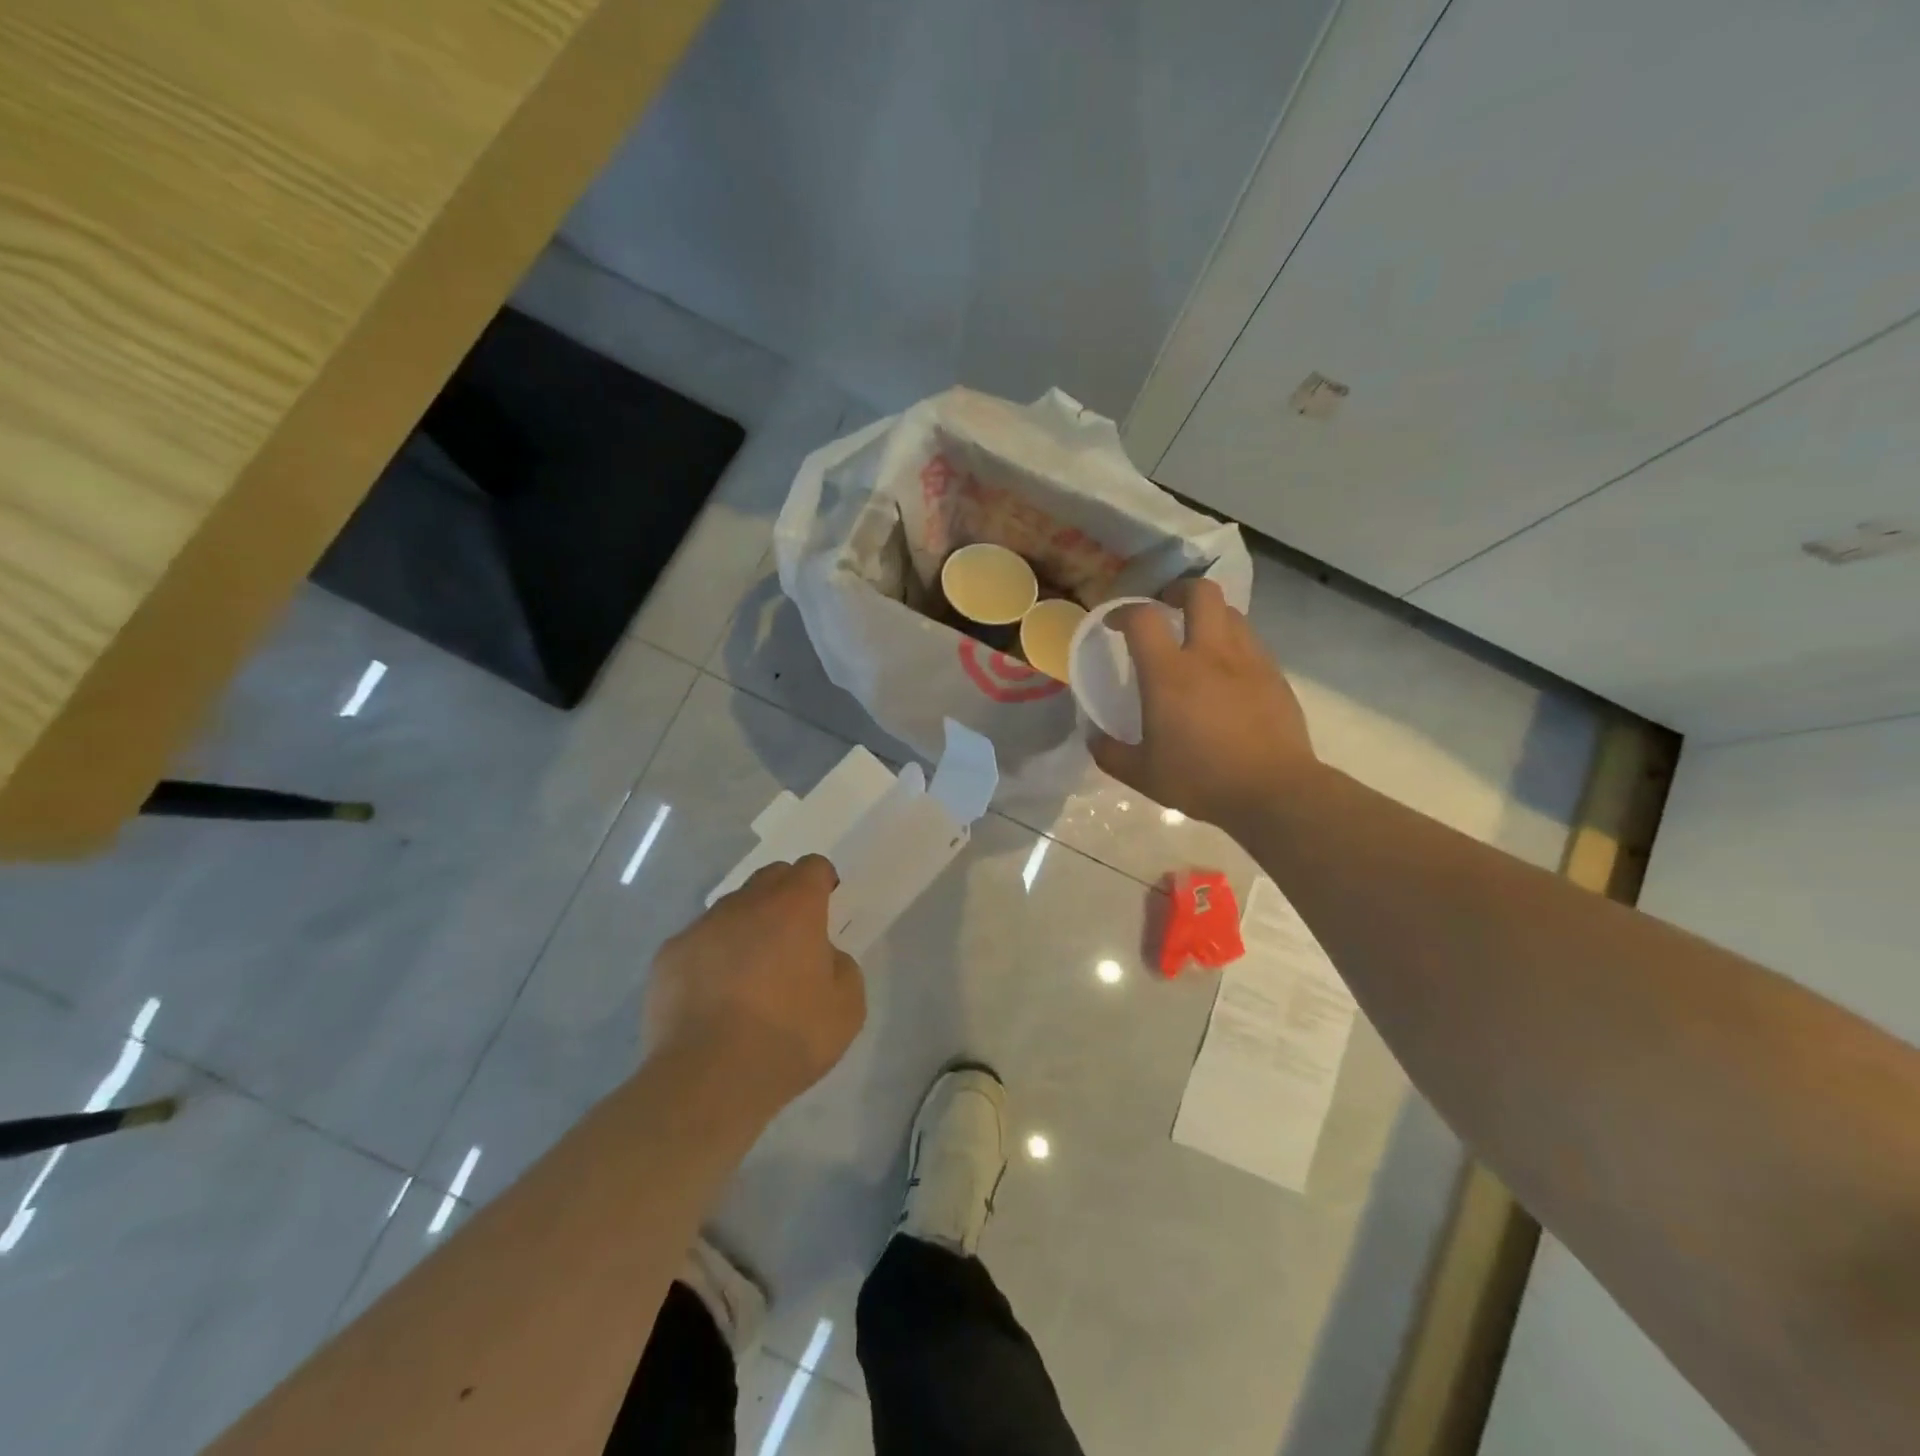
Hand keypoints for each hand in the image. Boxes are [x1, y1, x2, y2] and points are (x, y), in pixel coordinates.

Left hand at [643, 856, 865, 1112]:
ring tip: (749, 972)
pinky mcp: (669, 955)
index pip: (812, 867)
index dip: (822, 881)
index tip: (827, 903)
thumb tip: (823, 956)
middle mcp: (747, 904)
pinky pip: (699, 941)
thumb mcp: (847, 1008)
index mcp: (795, 907)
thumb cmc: (788, 1038)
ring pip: (732, 909)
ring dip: (747, 926)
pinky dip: (712, 956)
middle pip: (770, 878)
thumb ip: (843, 967)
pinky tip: (714, 996)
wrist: (708, 1078)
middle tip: (792, 936)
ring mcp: (703, 927)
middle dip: (786, 895)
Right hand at [1090, 578, 1318, 832]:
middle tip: (1166, 607)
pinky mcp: (1275, 676)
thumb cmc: (1201, 780)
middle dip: (1178, 590)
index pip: (1143, 618)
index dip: (1123, 611)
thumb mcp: (1141, 774)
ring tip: (1198, 639)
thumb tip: (1093, 736)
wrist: (1274, 792)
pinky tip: (1227, 672)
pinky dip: (1233, 644)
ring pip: (1231, 612)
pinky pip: (1251, 642)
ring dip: (1209, 615)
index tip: (1115, 624)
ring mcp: (1248, 661)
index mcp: (1170, 674)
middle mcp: (1210, 654)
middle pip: (1200, 592)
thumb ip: (1110, 752)